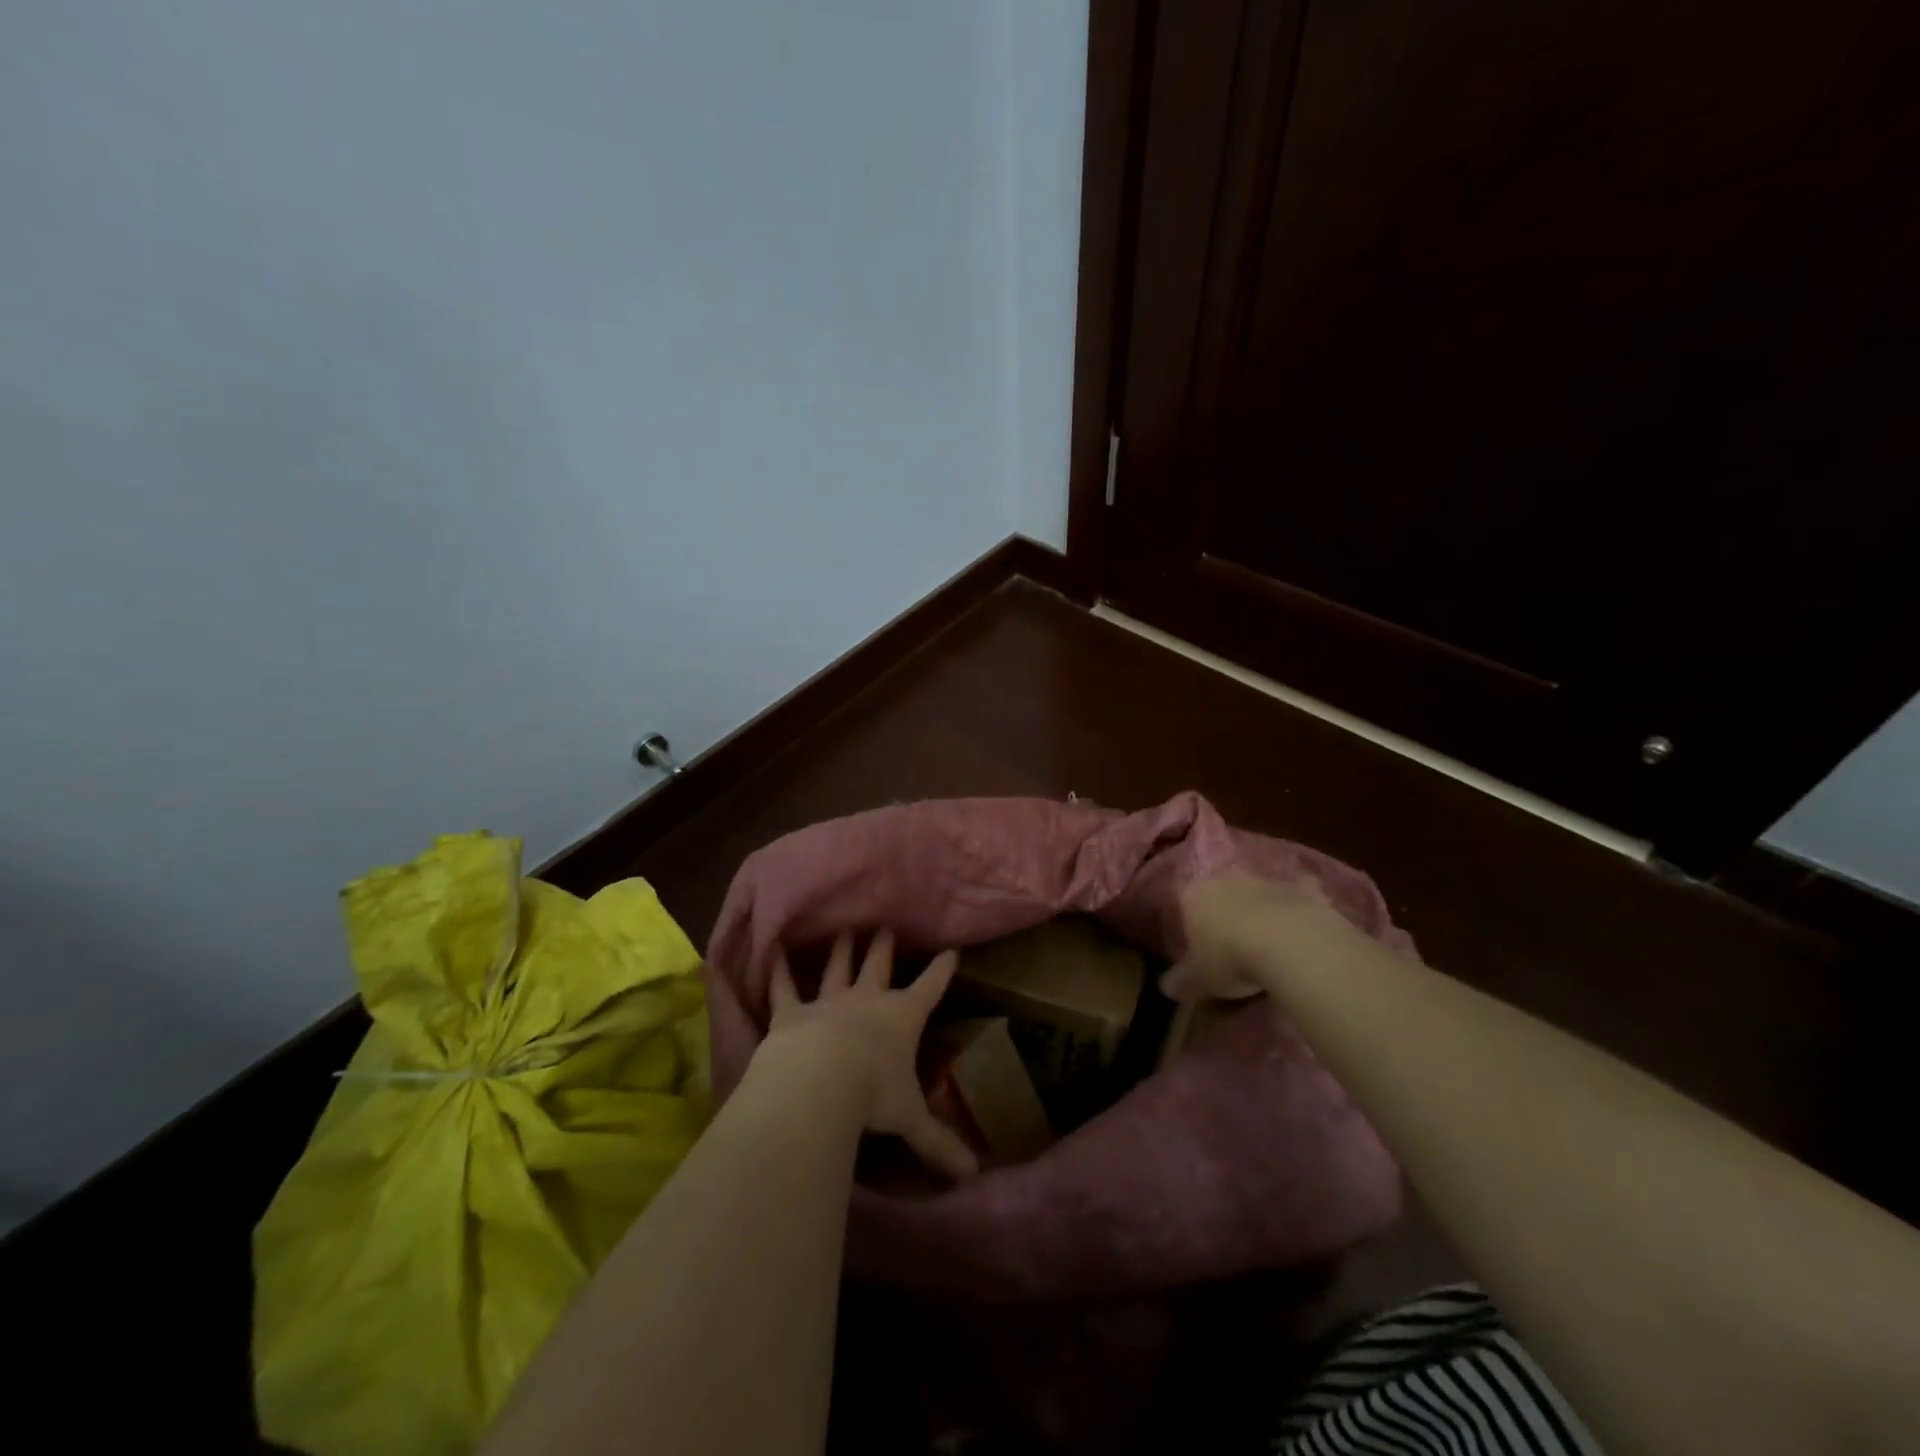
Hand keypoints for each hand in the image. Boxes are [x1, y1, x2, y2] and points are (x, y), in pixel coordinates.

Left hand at [765, 929, 978, 1182]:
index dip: (942, 969)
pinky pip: (784, 988)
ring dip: (841, 949)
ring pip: (837, 968)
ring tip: (843, 930)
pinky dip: (778, 971)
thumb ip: (938, 1144)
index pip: (930, 988)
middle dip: (884, 947)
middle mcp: (867, 1001)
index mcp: (902, 1018)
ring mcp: (827, 1003)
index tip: (951, 950)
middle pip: (879, 965)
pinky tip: (772, 951)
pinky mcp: (791, 1013)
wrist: (819, 1082)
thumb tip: (974, 1176)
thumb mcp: (911, 1120)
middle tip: (885, 926)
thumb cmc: (873, 1095)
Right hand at [1161, 873, 1338, 1002]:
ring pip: (1256, 892)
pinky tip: (1302, 923)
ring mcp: (1264, 880)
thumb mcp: (1199, 980)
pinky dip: (1299, 904)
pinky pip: (1297, 894)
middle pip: (1220, 894)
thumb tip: (1166, 987)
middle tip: (1231, 945)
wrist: (1290, 944)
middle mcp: (1225, 879)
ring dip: (1259, 909)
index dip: (1189, 927)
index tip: (1197, 950)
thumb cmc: (1230, 958)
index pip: (1183, 905)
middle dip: (1224, 913)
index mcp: (1193, 895)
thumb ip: (1181, 981)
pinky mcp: (1301, 889)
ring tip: (1267, 941)